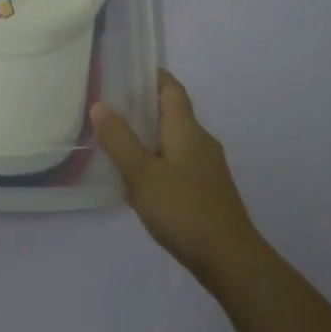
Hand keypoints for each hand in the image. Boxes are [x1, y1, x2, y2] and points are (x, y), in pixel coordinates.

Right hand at [91, 70, 264, 286]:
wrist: (230, 259)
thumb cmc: (183, 209)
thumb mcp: (141, 174)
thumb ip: (119, 139)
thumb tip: (100, 104)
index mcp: (186, 129)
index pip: (172, 89)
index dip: (153, 76)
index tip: (128, 72)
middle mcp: (201, 140)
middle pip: (173, 113)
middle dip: (145, 107)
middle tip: (111, 108)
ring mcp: (208, 167)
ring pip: (176, 139)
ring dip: (150, 136)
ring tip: (119, 143)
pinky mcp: (209, 189)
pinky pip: (180, 162)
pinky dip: (159, 159)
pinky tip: (142, 179)